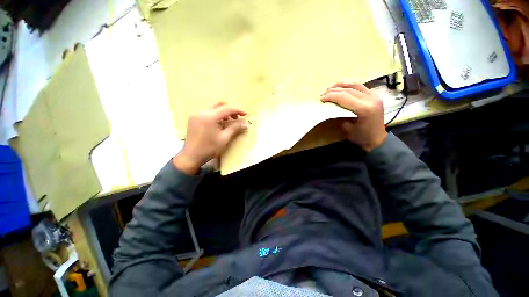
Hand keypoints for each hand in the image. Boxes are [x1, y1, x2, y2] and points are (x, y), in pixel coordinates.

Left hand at [173, 103, 247, 174]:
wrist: (191, 157)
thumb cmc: (209, 148)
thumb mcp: (224, 139)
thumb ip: (235, 129)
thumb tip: (245, 124)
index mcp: (209, 117)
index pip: (226, 109)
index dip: (237, 110)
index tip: (245, 114)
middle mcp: (202, 112)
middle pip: (219, 106)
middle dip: (230, 110)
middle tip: (237, 118)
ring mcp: (196, 115)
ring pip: (213, 108)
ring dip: (223, 112)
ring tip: (229, 121)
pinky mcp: (193, 119)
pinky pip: (207, 113)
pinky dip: (215, 115)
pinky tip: (219, 124)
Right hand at [320, 82, 386, 151]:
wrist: (377, 139)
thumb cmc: (361, 137)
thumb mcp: (347, 128)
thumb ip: (340, 114)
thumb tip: (331, 107)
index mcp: (364, 108)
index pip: (344, 97)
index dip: (331, 96)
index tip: (321, 98)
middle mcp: (370, 99)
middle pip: (348, 90)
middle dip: (333, 91)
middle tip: (323, 94)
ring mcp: (374, 96)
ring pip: (354, 85)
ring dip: (341, 85)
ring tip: (330, 88)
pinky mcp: (374, 96)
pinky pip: (360, 86)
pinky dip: (349, 85)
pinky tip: (342, 87)